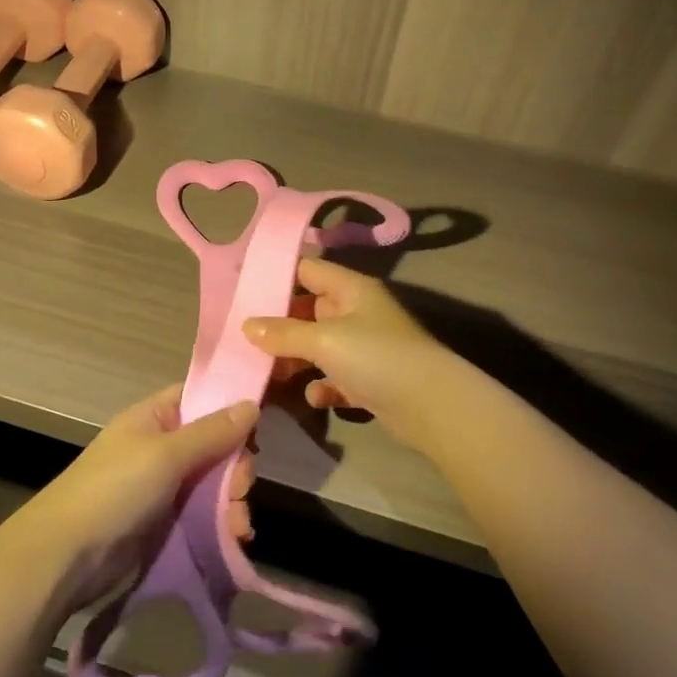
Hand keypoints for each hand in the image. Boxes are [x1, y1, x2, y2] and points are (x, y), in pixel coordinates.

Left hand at [1, 385, 256, 614]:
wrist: (67, 556)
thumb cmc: (115, 490)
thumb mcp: (166, 455)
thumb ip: (211, 432)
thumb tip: (251, 403)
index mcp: (153, 418)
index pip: (200, 399)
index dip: (229, 409)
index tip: (257, 430)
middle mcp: (159, 446)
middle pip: (213, 445)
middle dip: (235, 468)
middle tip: (242, 489)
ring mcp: (161, 486)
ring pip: (212, 483)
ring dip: (232, 502)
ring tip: (240, 527)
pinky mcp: (164, 522)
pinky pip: (203, 514)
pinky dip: (221, 524)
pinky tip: (235, 539)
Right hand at [242, 259, 444, 441]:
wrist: (433, 407)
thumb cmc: (376, 357)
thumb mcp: (323, 340)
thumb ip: (283, 333)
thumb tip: (247, 325)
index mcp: (351, 289)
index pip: (308, 269)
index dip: (277, 276)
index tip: (243, 290)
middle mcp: (358, 312)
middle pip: (309, 309)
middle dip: (279, 325)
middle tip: (245, 338)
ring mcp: (365, 347)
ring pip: (319, 346)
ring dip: (296, 359)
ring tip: (269, 372)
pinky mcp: (370, 380)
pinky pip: (336, 378)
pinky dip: (323, 386)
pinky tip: (316, 397)